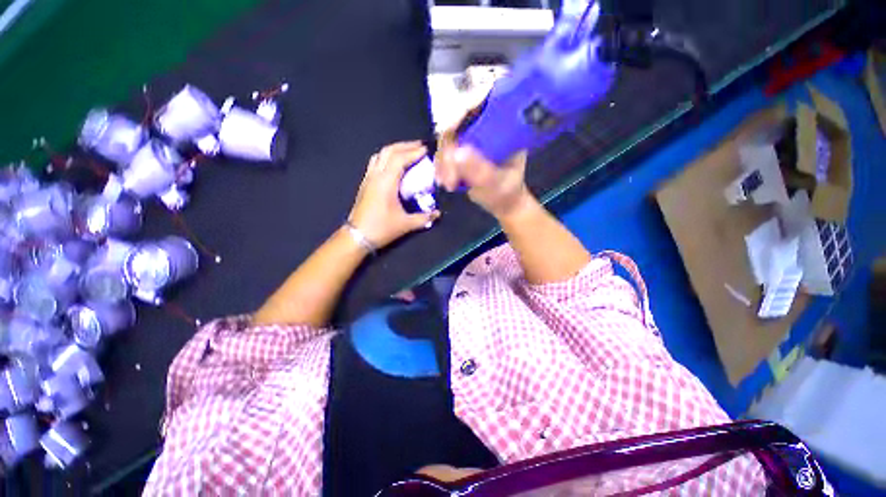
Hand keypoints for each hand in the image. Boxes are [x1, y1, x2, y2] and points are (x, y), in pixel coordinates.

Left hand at [348, 141, 440, 248]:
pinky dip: (386, 157)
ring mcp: (368, 178)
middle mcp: (376, 176)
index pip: (400, 159)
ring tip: (407, 151)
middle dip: (405, 146)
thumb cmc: (381, 228)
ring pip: (380, 155)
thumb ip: (424, 218)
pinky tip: (393, 164)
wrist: (357, 236)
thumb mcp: (406, 224)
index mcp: (386, 182)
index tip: (426, 150)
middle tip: (419, 146)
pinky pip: (375, 162)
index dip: (413, 152)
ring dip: (394, 150)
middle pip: (389, 151)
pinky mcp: (365, 183)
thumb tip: (438, 214)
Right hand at [434, 113, 530, 218]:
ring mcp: (472, 139)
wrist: (502, 203)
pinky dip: (441, 167)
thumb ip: (479, 170)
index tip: (450, 131)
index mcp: (503, 126)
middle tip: (449, 176)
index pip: (481, 105)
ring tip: (449, 184)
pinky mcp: (461, 151)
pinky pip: (444, 153)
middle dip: (448, 149)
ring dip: (442, 162)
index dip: (462, 112)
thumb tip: (455, 154)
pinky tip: (444, 182)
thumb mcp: (497, 182)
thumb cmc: (506, 192)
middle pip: (457, 123)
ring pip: (447, 140)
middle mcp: (485, 127)